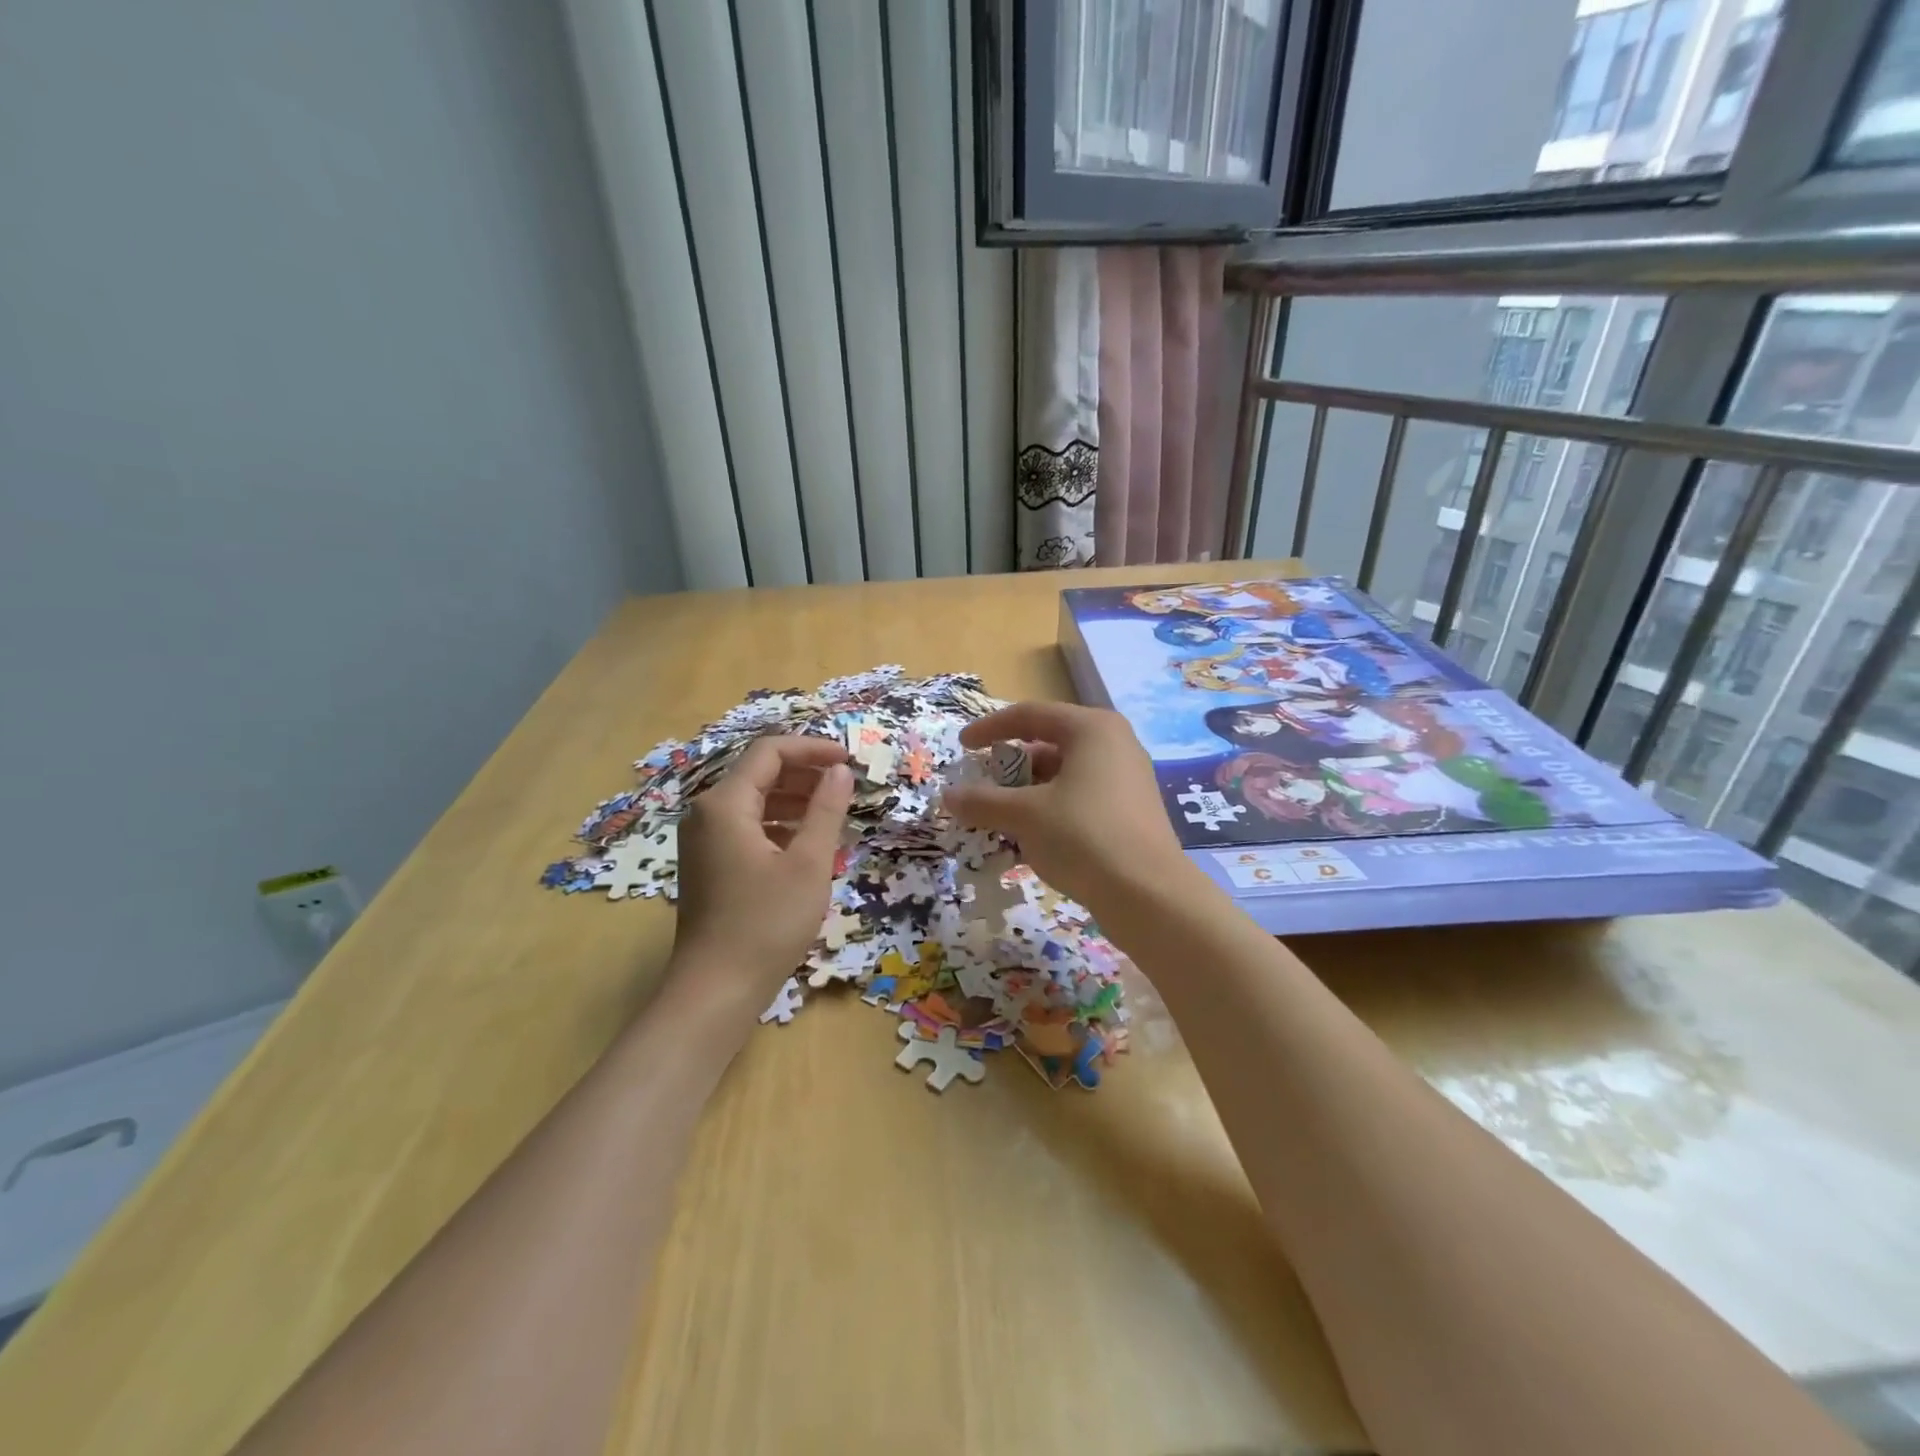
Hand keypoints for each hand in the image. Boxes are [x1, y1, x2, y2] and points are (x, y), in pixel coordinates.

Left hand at [671, 735, 853, 999]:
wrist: (716, 990)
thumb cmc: (767, 923)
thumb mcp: (809, 863)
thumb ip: (826, 809)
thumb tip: (840, 771)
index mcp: (724, 804)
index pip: (770, 752)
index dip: (812, 748)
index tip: (849, 760)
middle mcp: (706, 814)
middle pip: (759, 773)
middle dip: (804, 773)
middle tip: (845, 786)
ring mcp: (703, 841)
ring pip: (753, 801)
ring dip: (794, 800)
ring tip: (834, 814)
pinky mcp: (708, 864)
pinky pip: (746, 827)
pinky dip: (778, 826)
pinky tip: (807, 844)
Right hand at [941, 701, 1188, 912]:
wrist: (1148, 894)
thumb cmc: (1083, 836)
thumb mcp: (1025, 816)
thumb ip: (983, 802)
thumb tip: (947, 797)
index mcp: (1091, 729)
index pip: (1030, 715)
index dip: (990, 728)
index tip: (962, 748)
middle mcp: (1114, 744)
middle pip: (1048, 744)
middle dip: (1010, 768)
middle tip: (982, 789)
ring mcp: (1126, 779)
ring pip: (1064, 776)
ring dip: (1028, 794)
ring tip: (1001, 819)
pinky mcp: (1130, 812)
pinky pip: (1080, 799)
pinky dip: (1050, 811)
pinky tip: (1030, 840)